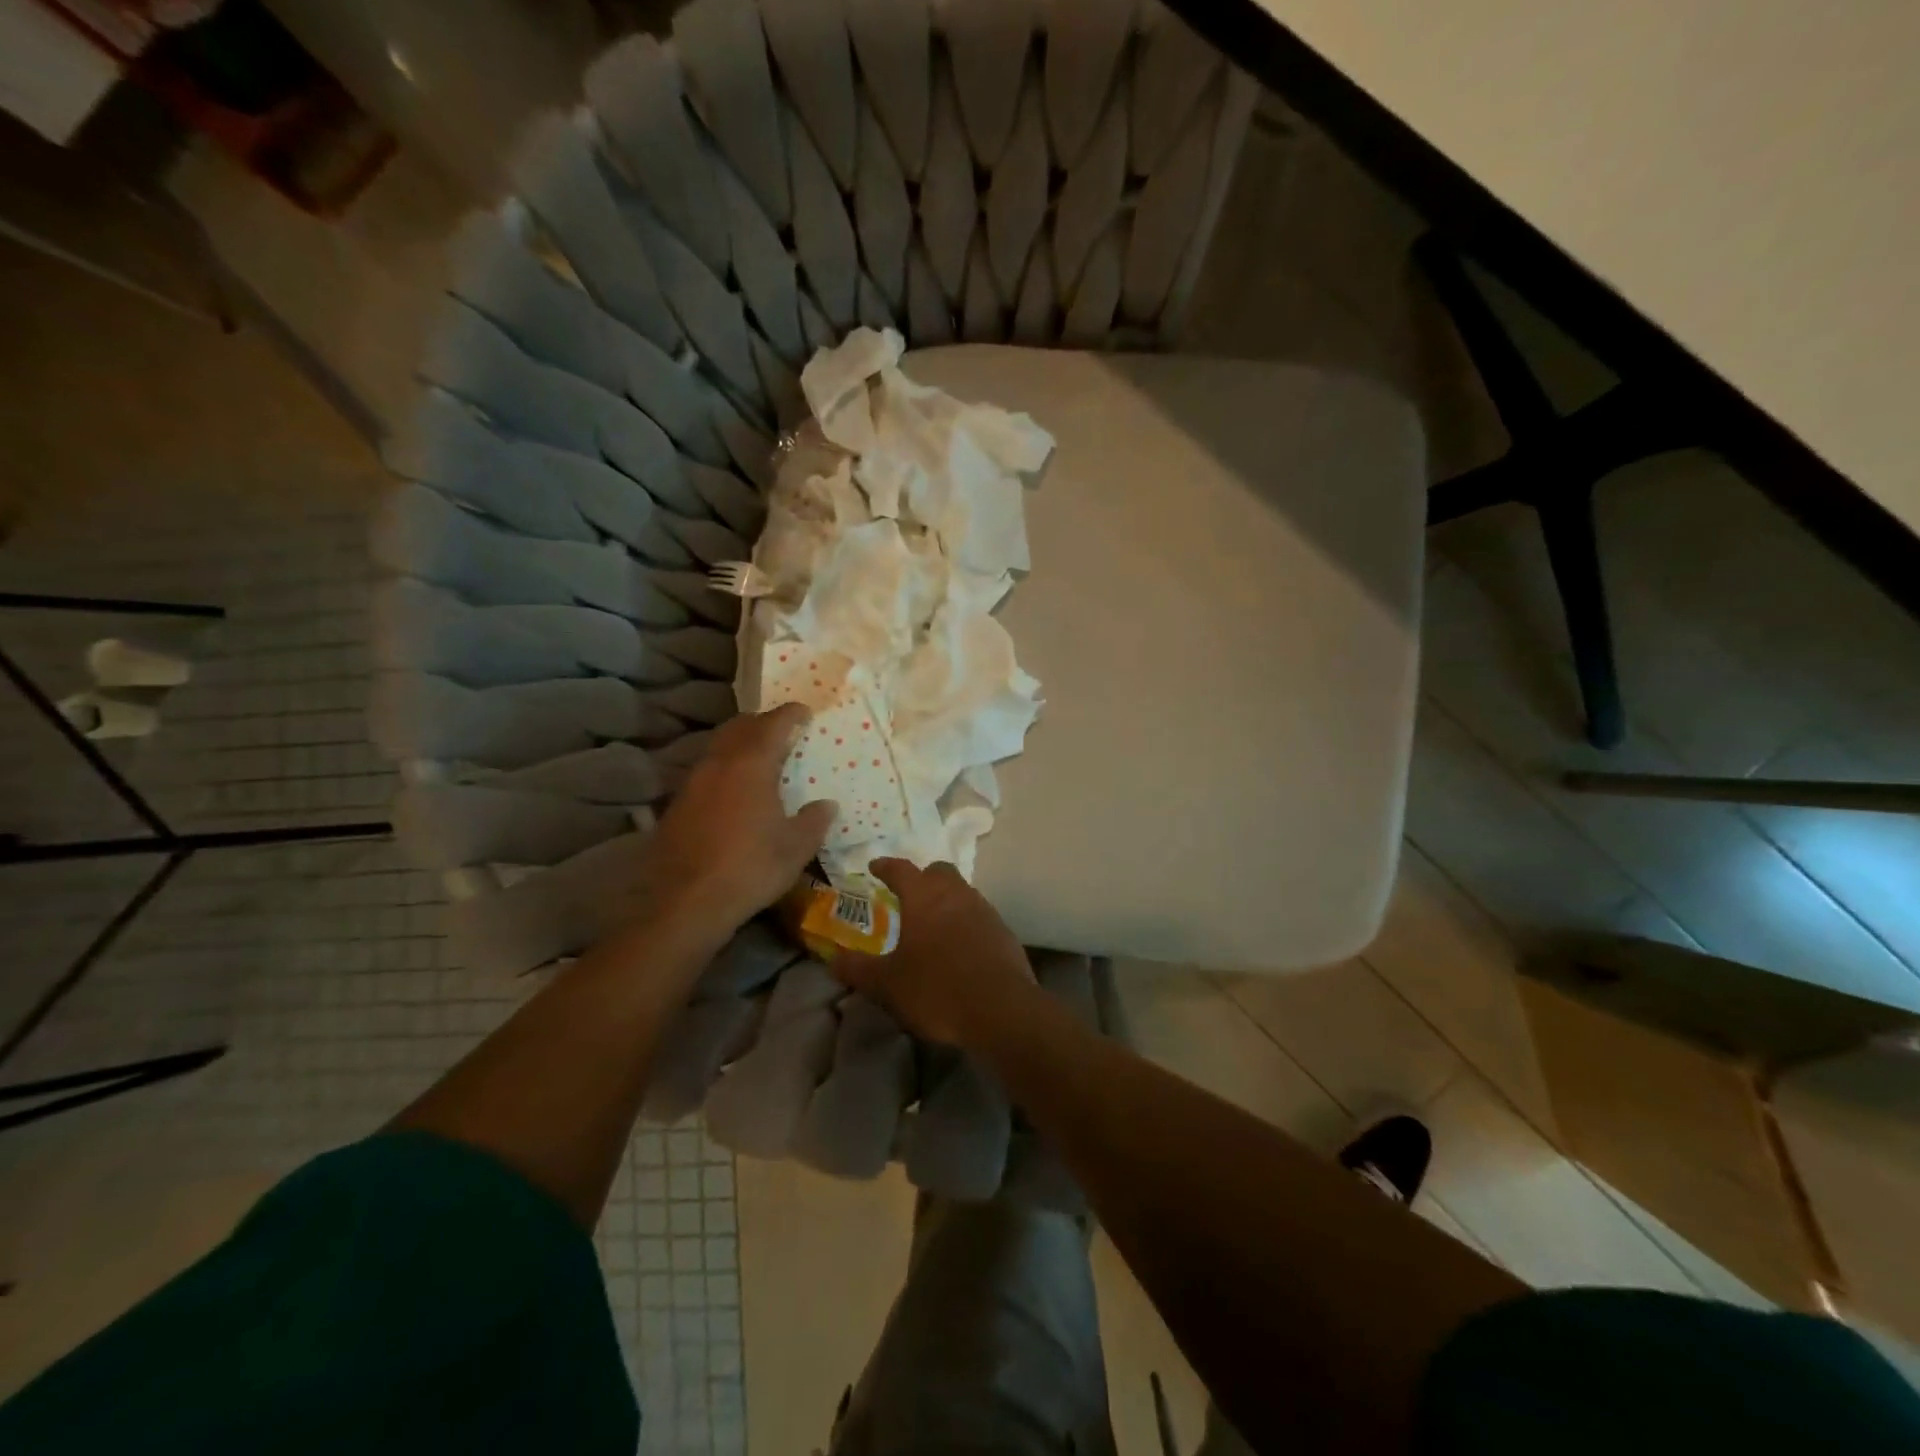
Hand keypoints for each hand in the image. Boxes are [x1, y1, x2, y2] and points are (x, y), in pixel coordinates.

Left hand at [640, 704, 835, 932]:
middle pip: (740, 727)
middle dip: (762, 723)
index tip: (805, 712)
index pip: (773, 724)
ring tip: (760, 759)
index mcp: (751, 764)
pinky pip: (706, 771)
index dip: (791, 714)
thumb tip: (826, 805)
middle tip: (783, 731)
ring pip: (719, 747)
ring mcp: (693, 782)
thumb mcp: (795, 848)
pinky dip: (725, 768)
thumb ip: (814, 821)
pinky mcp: (678, 804)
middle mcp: (719, 763)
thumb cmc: (750, 868)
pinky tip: (735, 791)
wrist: (685, 902)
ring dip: (740, 744)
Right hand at [831, 858, 1036, 1046]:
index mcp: (923, 896)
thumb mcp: (887, 984)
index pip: (901, 869)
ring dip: (946, 899)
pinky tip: (959, 945)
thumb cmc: (936, 988)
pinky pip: (979, 915)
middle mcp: (955, 894)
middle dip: (922, 877)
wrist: (1001, 1009)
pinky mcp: (1003, 931)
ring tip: (932, 921)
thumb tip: (833, 960)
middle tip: (908, 894)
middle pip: (938, 871)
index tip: (875, 866)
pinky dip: (965, 921)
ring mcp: (984, 910)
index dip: (885, 866)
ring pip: (962, 891)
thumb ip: (858, 969)